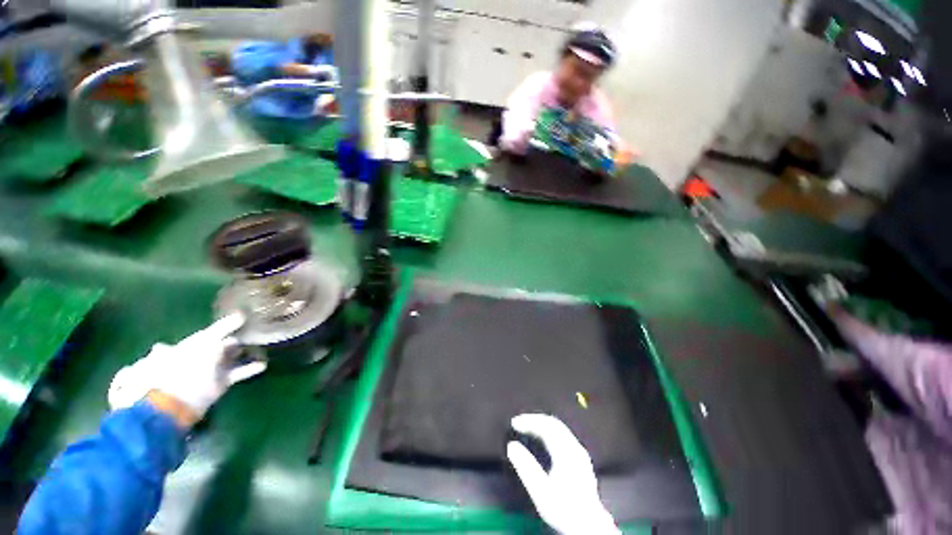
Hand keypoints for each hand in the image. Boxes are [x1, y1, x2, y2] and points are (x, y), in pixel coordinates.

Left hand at [107, 314, 265, 422]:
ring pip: (231, 359)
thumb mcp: (204, 342)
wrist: (178, 401)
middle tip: (253, 331)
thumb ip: (223, 328)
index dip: (226, 325)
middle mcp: (200, 357)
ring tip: (260, 346)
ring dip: (243, 353)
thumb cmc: (186, 366)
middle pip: (221, 345)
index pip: (211, 332)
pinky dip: (249, 369)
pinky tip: (262, 364)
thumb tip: (240, 315)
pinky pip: (238, 373)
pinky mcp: (221, 384)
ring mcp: (210, 371)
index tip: (242, 317)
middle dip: (234, 339)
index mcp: (190, 345)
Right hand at [507, 414, 618, 534]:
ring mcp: (580, 452)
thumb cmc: (564, 509)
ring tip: (528, 428)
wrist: (589, 526)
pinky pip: (563, 435)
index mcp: (566, 451)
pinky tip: (544, 439)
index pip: (545, 426)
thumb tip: (512, 446)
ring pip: (559, 429)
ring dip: (542, 425)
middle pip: (553, 423)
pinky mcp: (581, 459)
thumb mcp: (541, 491)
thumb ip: (526, 467)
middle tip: (519, 422)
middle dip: (535, 420)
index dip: (529, 421)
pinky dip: (550, 431)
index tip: (514, 423)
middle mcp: (575, 447)